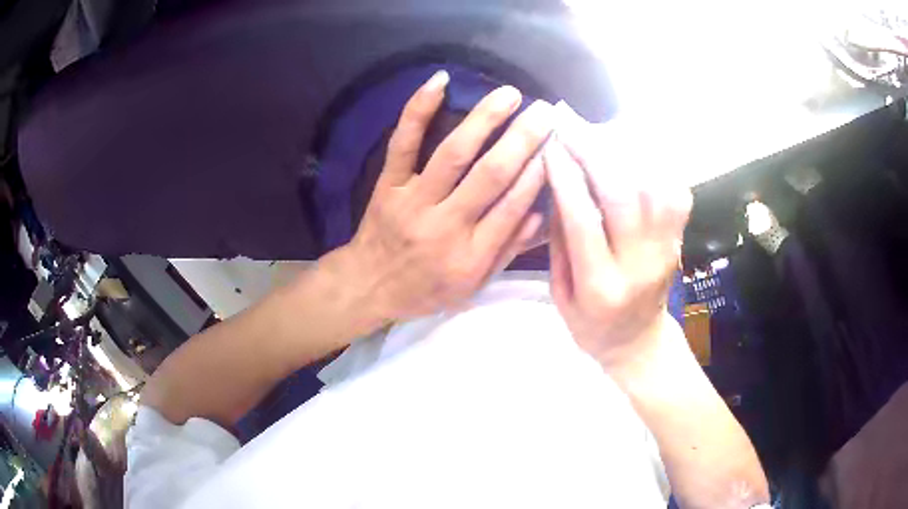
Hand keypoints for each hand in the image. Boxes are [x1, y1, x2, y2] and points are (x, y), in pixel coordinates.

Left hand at [336, 71, 553, 326]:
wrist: (368, 286)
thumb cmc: (426, 289)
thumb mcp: (473, 285)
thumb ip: (508, 250)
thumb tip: (543, 214)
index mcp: (470, 256)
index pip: (512, 207)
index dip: (538, 173)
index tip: (557, 145)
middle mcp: (445, 226)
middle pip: (490, 176)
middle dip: (522, 139)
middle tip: (545, 112)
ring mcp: (413, 201)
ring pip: (453, 154)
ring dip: (484, 119)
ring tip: (509, 95)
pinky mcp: (388, 184)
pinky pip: (403, 143)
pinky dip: (419, 110)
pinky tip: (439, 82)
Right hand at [545, 104, 691, 369]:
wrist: (638, 342)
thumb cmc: (591, 325)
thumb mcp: (560, 296)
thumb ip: (559, 243)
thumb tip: (559, 185)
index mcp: (601, 287)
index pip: (583, 220)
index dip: (565, 176)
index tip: (550, 144)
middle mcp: (640, 265)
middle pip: (623, 195)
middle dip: (594, 152)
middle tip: (571, 124)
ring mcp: (666, 251)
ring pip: (653, 187)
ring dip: (624, 151)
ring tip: (598, 130)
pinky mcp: (678, 241)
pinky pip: (675, 193)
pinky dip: (656, 165)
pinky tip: (634, 151)